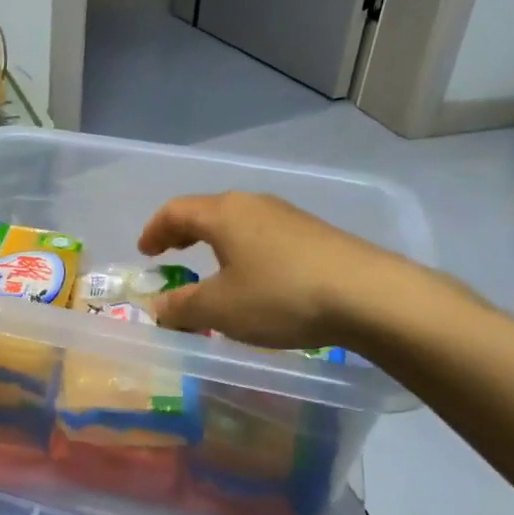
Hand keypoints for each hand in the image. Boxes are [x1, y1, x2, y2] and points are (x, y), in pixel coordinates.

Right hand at [138, 191, 428, 349]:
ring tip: (210, 267)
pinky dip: (243, 251)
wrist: (369, 296)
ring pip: (238, 223)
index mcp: (223, 214)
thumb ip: (181, 307)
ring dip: (215, 243)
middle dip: (183, 233)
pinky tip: (254, 278)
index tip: (143, 252)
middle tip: (170, 254)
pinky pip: (263, 236)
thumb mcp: (219, 309)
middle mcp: (254, 205)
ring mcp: (288, 217)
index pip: (175, 211)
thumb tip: (158, 308)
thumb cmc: (280, 296)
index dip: (154, 230)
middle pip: (207, 211)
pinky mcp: (314, 235)